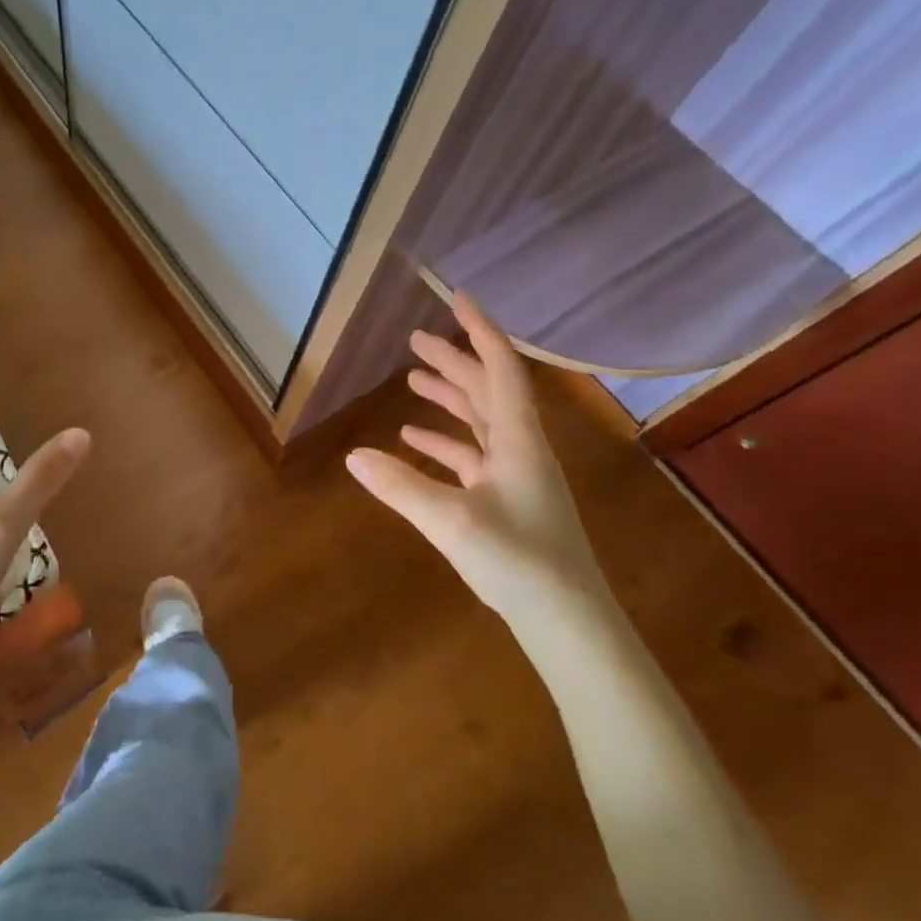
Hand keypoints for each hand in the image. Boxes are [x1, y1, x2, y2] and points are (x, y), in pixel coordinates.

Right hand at [345, 291, 609, 630]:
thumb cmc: (518, 562)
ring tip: (413, 380)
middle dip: (454, 361)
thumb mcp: (451, 521)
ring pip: (480, 421)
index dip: (479, 330)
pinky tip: (414, 441)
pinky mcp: (508, 500)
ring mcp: (516, 475)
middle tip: (416, 340)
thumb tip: (353, 455)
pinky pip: (473, 456)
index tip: (456, 298)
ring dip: (450, 398)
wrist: (568, 622)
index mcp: (518, 439)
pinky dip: (445, 442)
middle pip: (487, 389)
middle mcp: (520, 448)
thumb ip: (400, 486)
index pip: (500, 368)